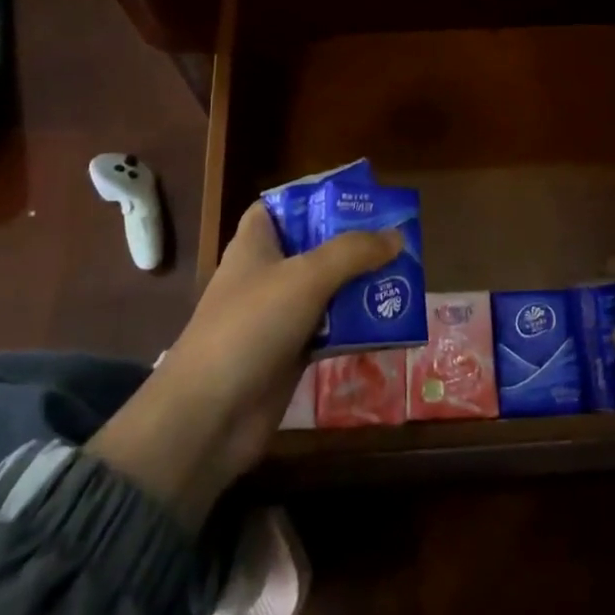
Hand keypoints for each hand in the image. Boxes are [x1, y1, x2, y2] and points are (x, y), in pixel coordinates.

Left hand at [87, 203, 401, 528]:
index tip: (356, 199)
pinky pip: (330, 330)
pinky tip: (390, 322)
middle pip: (314, 247)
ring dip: (360, 285)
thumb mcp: (305, 277)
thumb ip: (352, 252)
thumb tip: (397, 236)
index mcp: (255, 245)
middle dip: (353, 243)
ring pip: (327, 290)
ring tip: (404, 276)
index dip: (313, 198)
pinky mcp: (290, 354)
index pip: (280, 207)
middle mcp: (266, 275)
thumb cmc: (251, 326)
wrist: (209, 416)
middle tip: (397, 239)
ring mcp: (278, 317)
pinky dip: (355, 326)